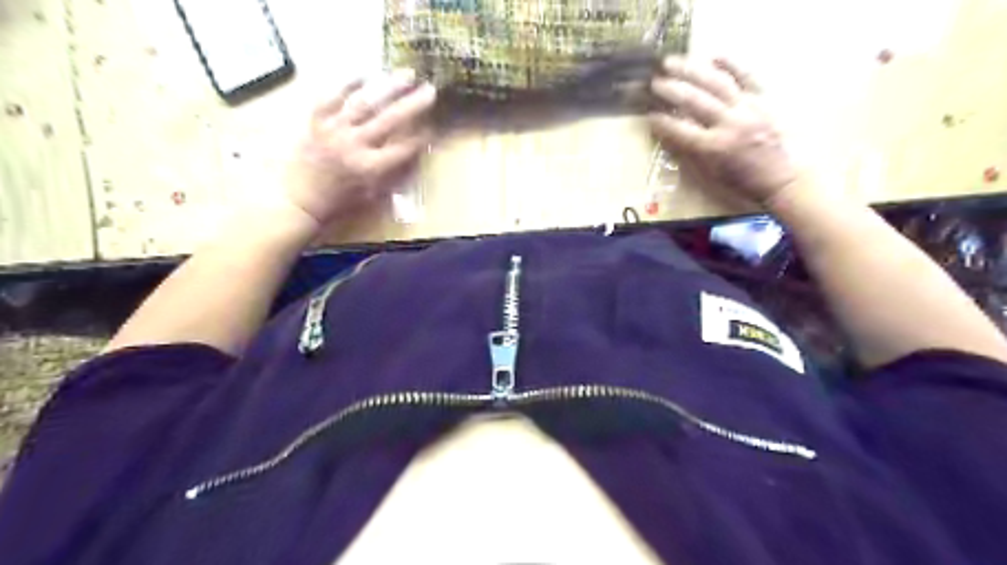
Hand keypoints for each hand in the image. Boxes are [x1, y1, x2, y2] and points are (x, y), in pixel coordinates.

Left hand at [288, 68, 435, 227]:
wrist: (297, 200)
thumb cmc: (337, 203)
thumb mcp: (370, 197)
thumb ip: (392, 178)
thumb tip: (412, 159)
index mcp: (370, 168)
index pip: (403, 149)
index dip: (421, 138)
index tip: (434, 127)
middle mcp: (355, 145)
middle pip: (390, 121)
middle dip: (413, 105)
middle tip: (430, 90)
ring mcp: (334, 130)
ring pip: (366, 104)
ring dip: (388, 89)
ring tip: (406, 75)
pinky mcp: (316, 122)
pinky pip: (331, 98)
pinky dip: (346, 85)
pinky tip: (364, 74)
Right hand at [654, 58, 803, 204]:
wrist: (782, 179)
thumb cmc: (742, 182)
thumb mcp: (711, 175)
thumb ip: (690, 154)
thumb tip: (669, 137)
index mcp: (714, 147)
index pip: (680, 130)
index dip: (662, 122)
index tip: (649, 116)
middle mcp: (729, 123)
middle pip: (695, 101)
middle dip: (671, 90)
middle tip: (654, 82)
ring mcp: (748, 108)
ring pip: (716, 83)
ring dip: (691, 71)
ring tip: (672, 62)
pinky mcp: (763, 100)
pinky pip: (747, 77)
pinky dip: (731, 64)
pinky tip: (713, 56)